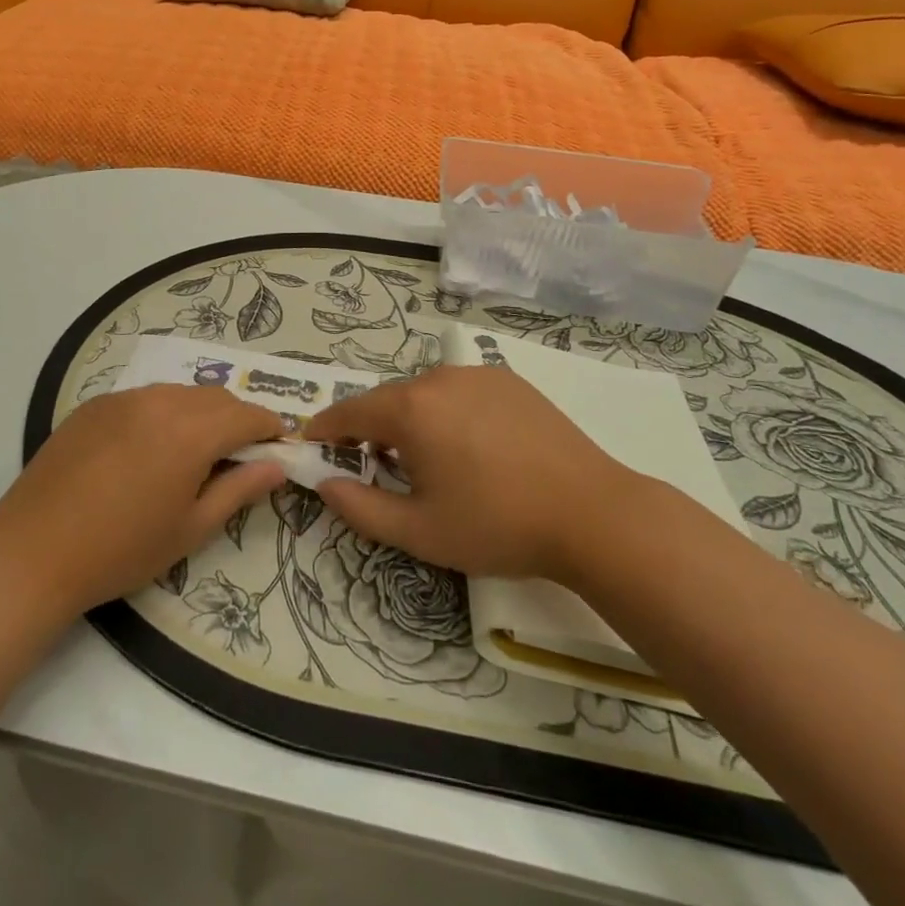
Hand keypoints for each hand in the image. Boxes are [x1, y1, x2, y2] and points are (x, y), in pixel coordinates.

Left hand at [0, 385, 286, 615]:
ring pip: (179, 393)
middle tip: (241, 452)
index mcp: (191, 432)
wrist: (34, 550)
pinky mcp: (95, 404)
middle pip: (215, 398)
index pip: (247, 415)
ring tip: (195, 450)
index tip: (280, 444)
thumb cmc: (122, 549)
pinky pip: (144, 398)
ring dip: (200, 413)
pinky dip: (163, 413)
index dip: (270, 427)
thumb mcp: (190, 528)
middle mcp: (160, 401)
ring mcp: (123, 398)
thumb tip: (277, 466)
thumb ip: (239, 490)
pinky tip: (149, 448)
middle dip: (237, 418)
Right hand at [304, 365, 638, 581]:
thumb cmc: (497, 525)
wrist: (593, 514)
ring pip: (425, 393)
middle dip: (372, 428)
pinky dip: (449, 412)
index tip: (312, 441)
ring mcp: (478, 374)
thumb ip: (360, 508)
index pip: (349, 411)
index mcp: (410, 409)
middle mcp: (438, 378)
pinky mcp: (510, 380)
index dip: (326, 427)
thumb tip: (325, 484)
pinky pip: (461, 391)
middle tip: (376, 466)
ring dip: (413, 420)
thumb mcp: (420, 531)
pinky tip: (474, 447)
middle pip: (388, 400)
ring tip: (431, 461)